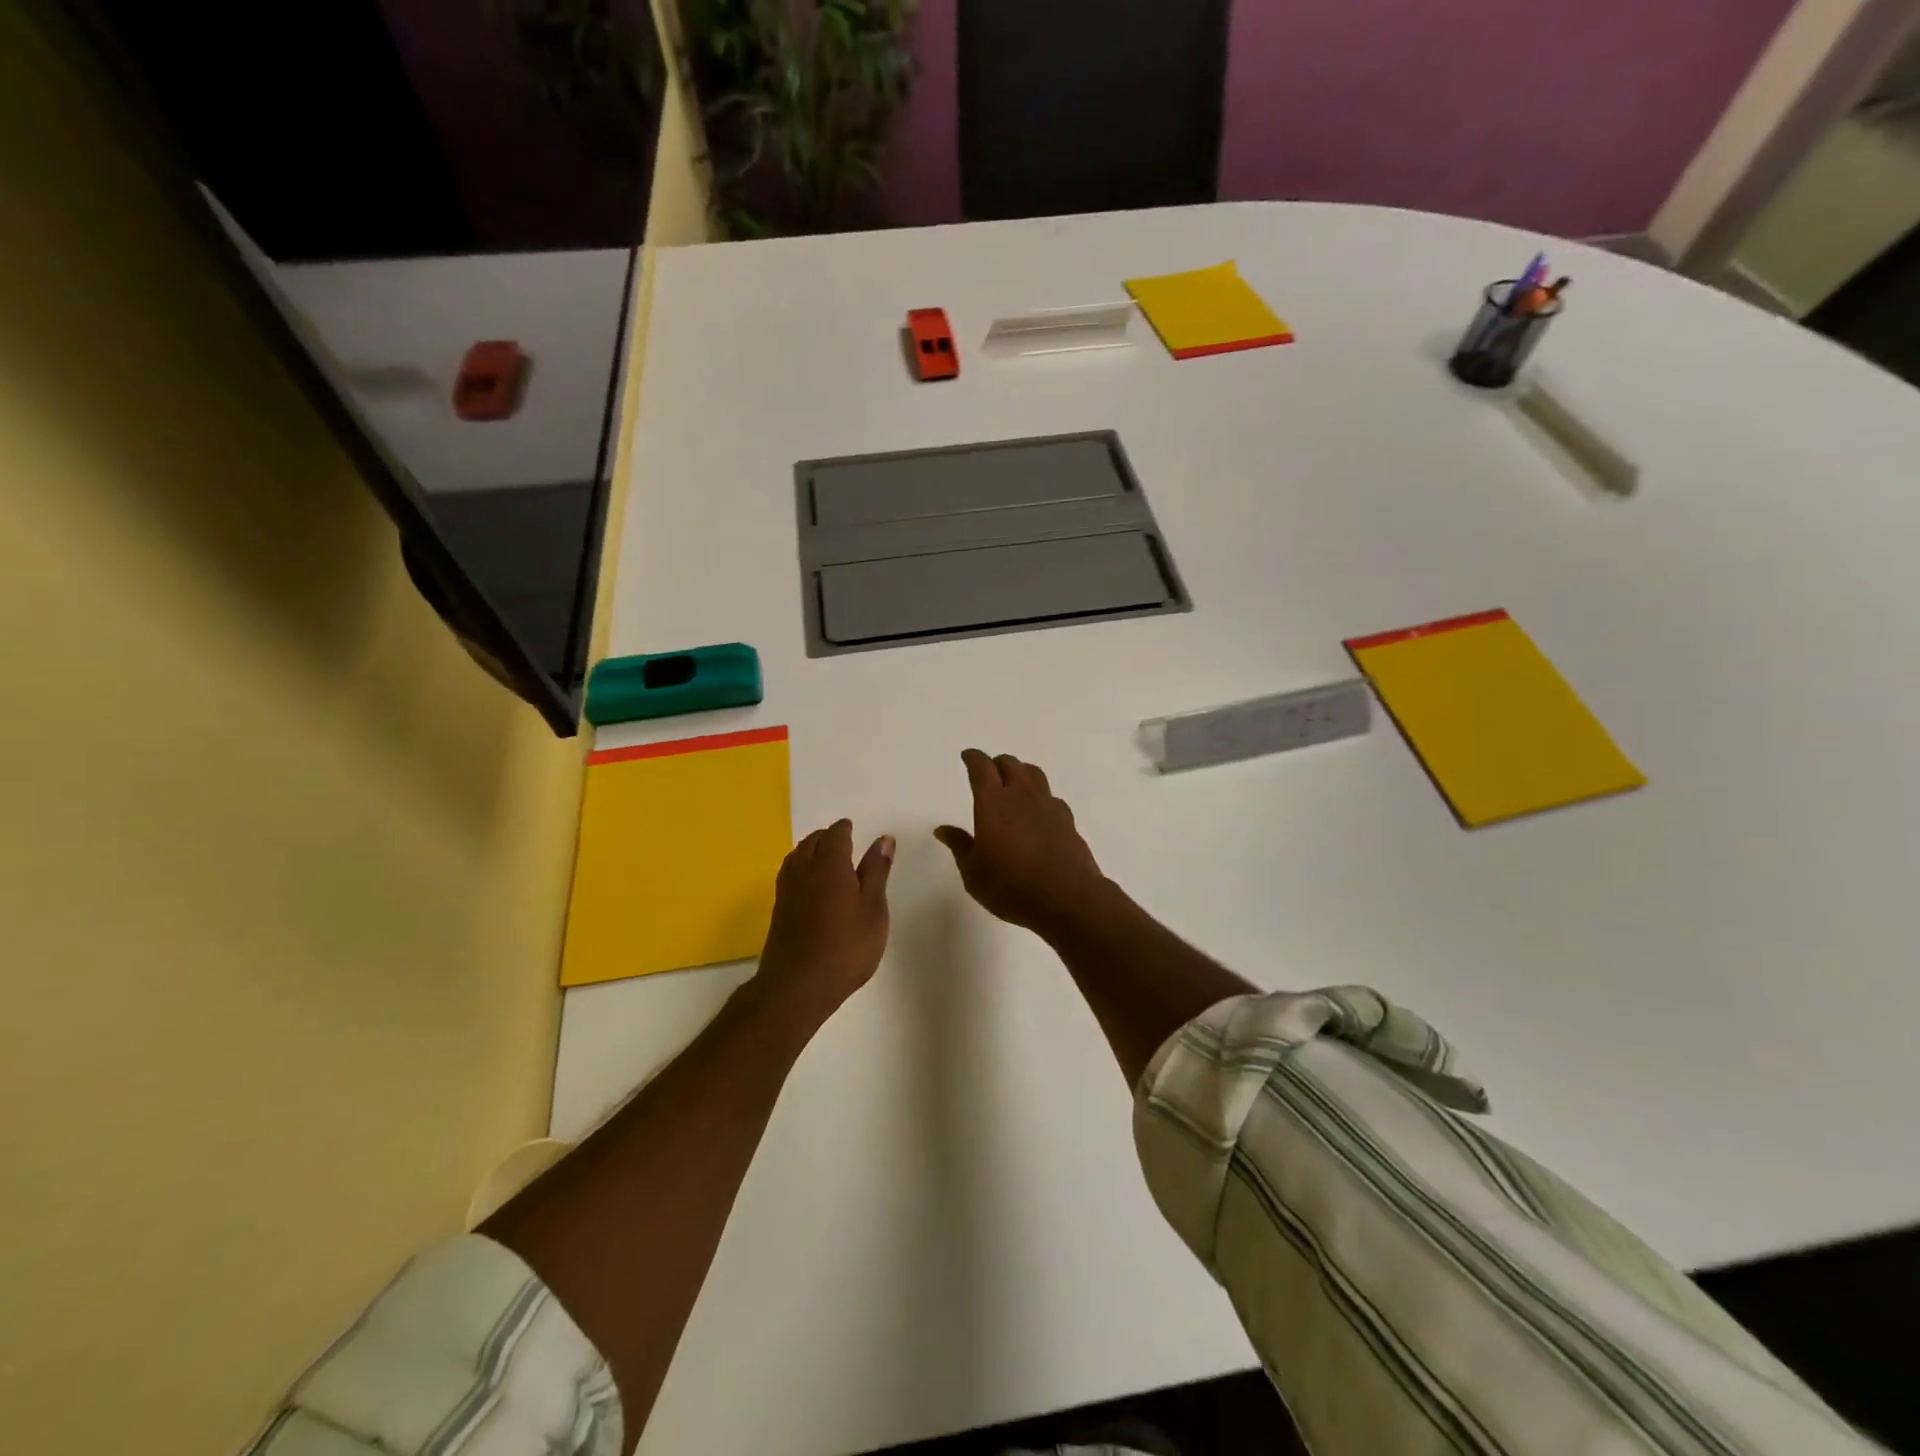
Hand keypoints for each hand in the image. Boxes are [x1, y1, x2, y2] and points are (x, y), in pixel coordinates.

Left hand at [755, 819, 894, 1022]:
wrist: (797, 986)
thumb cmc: (846, 948)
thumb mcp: (873, 910)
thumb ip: (876, 872)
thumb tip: (883, 839)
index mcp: (830, 865)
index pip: (835, 835)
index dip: (845, 829)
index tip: (853, 829)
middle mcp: (804, 870)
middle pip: (812, 841)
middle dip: (826, 836)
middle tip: (843, 842)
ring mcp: (787, 890)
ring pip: (796, 856)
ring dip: (810, 849)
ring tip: (826, 858)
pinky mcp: (779, 909)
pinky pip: (789, 873)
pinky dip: (801, 867)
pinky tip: (809, 883)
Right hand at [934, 749, 1107, 937]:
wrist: (1066, 898)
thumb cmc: (1010, 887)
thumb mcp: (974, 872)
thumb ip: (960, 846)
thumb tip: (942, 829)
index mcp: (993, 803)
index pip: (982, 768)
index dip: (974, 758)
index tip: (967, 756)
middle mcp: (1021, 796)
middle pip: (1011, 765)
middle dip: (997, 763)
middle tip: (989, 771)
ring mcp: (1048, 806)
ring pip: (1034, 774)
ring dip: (1021, 772)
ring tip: (1014, 782)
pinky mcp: (1067, 820)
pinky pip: (1051, 797)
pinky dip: (1041, 796)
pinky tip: (1038, 811)